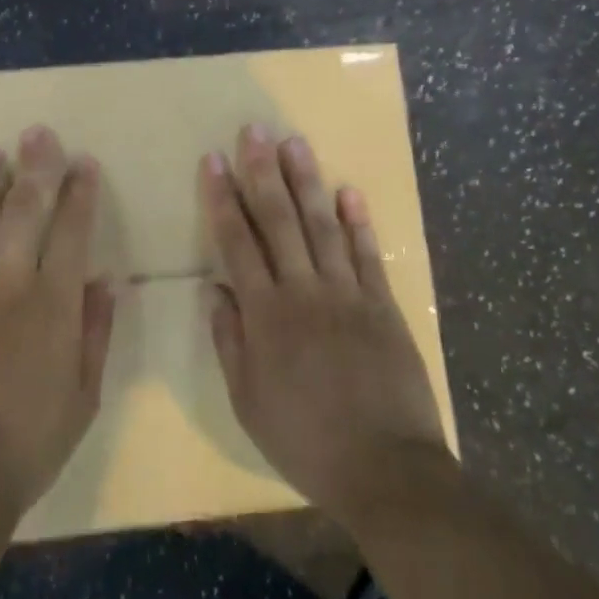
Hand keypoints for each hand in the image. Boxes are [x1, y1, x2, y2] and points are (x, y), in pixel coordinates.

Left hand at [0, 125, 115, 526]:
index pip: (72, 232)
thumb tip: (105, 281)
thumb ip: (94, 333)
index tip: (84, 162)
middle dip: (34, 169)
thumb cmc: (31, 444)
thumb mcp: (83, 396)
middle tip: (37, 133)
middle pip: (23, 213)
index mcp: (53, 305)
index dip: (80, 193)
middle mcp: (9, 288)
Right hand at [204, 124, 451, 532]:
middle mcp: (303, 290)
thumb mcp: (248, 401)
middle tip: (254, 131)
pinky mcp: (382, 303)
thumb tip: (213, 290)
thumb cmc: (305, 439)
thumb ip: (229, 340)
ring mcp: (347, 293)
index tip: (214, 161)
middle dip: (263, 172)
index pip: (237, 243)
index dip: (223, 199)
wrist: (386, 468)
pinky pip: (367, 254)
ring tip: (295, 143)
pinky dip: (358, 221)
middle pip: (279, 220)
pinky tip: (348, 190)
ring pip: (322, 225)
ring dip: (307, 181)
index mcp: (266, 314)